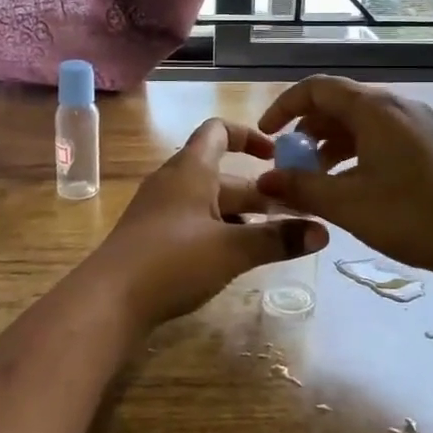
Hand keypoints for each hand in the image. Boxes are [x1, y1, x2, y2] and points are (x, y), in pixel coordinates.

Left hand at [80, 118, 327, 332]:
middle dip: (257, 191)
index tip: (277, 156)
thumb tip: (323, 232)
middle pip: (221, 173)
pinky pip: (193, 221)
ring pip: (208, 201)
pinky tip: (235, 257)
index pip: (219, 131)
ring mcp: (160, 209)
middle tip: (293, 214)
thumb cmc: (173, 261)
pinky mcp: (152, 236)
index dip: (249, 135)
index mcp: (192, 169)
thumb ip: (278, 239)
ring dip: (240, 215)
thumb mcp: (232, 249)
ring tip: (272, 238)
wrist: (108, 301)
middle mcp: (174, 181)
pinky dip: (218, 230)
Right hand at [255, 76, 432, 281]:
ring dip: (331, 144)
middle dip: (307, 130)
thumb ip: (300, 188)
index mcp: (375, 109)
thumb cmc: (411, 217)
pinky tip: (349, 184)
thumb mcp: (347, 204)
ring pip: (361, 121)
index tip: (266, 135)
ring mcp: (417, 123)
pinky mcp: (429, 143)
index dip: (285, 106)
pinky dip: (355, 151)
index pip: (318, 88)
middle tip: (290, 163)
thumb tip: (264, 181)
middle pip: (340, 103)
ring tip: (315, 178)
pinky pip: (380, 135)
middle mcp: (397, 105)